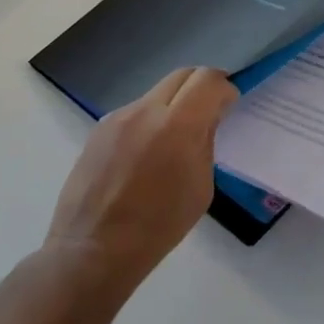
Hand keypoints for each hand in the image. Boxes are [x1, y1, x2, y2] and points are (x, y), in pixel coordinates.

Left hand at [46, 67, 237, 290]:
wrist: (94, 248)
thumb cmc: (158, 226)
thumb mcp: (201, 187)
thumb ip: (205, 143)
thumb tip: (206, 120)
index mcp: (177, 126)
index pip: (207, 80)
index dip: (224, 87)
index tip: (229, 104)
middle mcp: (145, 111)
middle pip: (182, 75)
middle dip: (201, 87)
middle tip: (209, 111)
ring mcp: (117, 117)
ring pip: (156, 93)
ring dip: (173, 104)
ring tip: (174, 139)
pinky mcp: (98, 129)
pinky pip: (134, 112)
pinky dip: (150, 121)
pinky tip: (146, 154)